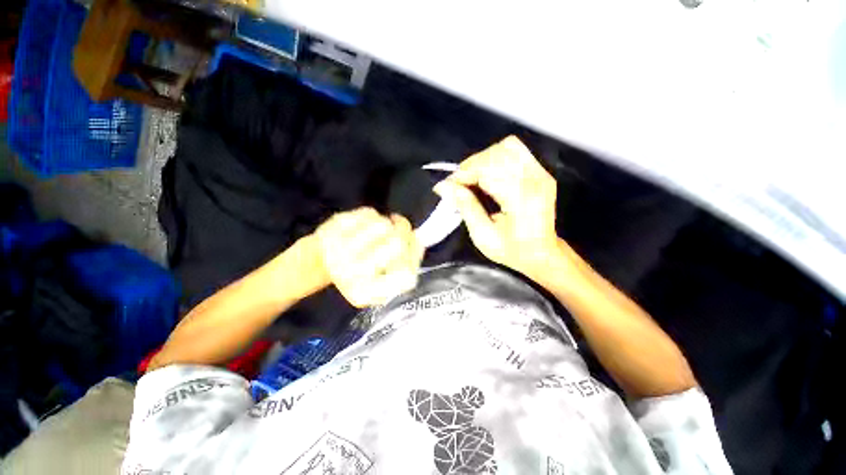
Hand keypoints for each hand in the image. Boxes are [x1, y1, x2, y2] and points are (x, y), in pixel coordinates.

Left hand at [315, 207, 423, 307]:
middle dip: (405, 232)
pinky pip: (368, 213)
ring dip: (389, 223)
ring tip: (383, 228)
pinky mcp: (333, 227)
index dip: (415, 258)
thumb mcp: (382, 286)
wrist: (320, 262)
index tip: (411, 249)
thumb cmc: (356, 274)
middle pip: (397, 242)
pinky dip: (373, 216)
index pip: (406, 275)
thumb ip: (405, 270)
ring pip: (383, 225)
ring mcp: (340, 247)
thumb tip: (418, 240)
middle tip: (401, 229)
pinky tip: (367, 223)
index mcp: (365, 291)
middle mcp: (352, 272)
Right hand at [433, 136, 559, 279]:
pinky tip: (487, 173)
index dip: (463, 174)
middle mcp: (535, 181)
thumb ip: (465, 207)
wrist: (541, 253)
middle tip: (458, 184)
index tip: (447, 185)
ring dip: (482, 160)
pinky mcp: (540, 172)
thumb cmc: (512, 251)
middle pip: (496, 154)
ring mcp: (541, 174)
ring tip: (471, 178)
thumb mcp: (483, 236)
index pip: (488, 170)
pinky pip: (516, 150)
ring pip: (506, 147)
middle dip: (470, 166)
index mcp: (521, 199)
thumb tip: (444, 186)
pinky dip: (496, 157)